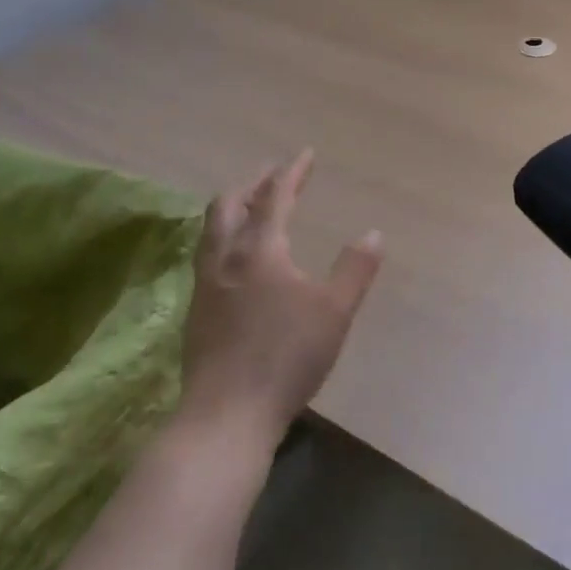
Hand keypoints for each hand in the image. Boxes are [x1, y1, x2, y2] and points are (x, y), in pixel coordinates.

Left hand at [176, 150, 383, 445]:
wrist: (226, 415)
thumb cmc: (286, 357)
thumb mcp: (334, 312)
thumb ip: (355, 269)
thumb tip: (374, 234)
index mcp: (259, 250)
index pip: (274, 197)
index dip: (291, 173)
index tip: (305, 154)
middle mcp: (225, 259)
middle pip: (229, 205)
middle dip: (253, 184)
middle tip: (272, 175)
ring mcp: (205, 285)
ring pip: (212, 230)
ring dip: (233, 209)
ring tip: (249, 207)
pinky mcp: (197, 312)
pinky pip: (208, 255)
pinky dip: (224, 237)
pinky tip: (236, 259)